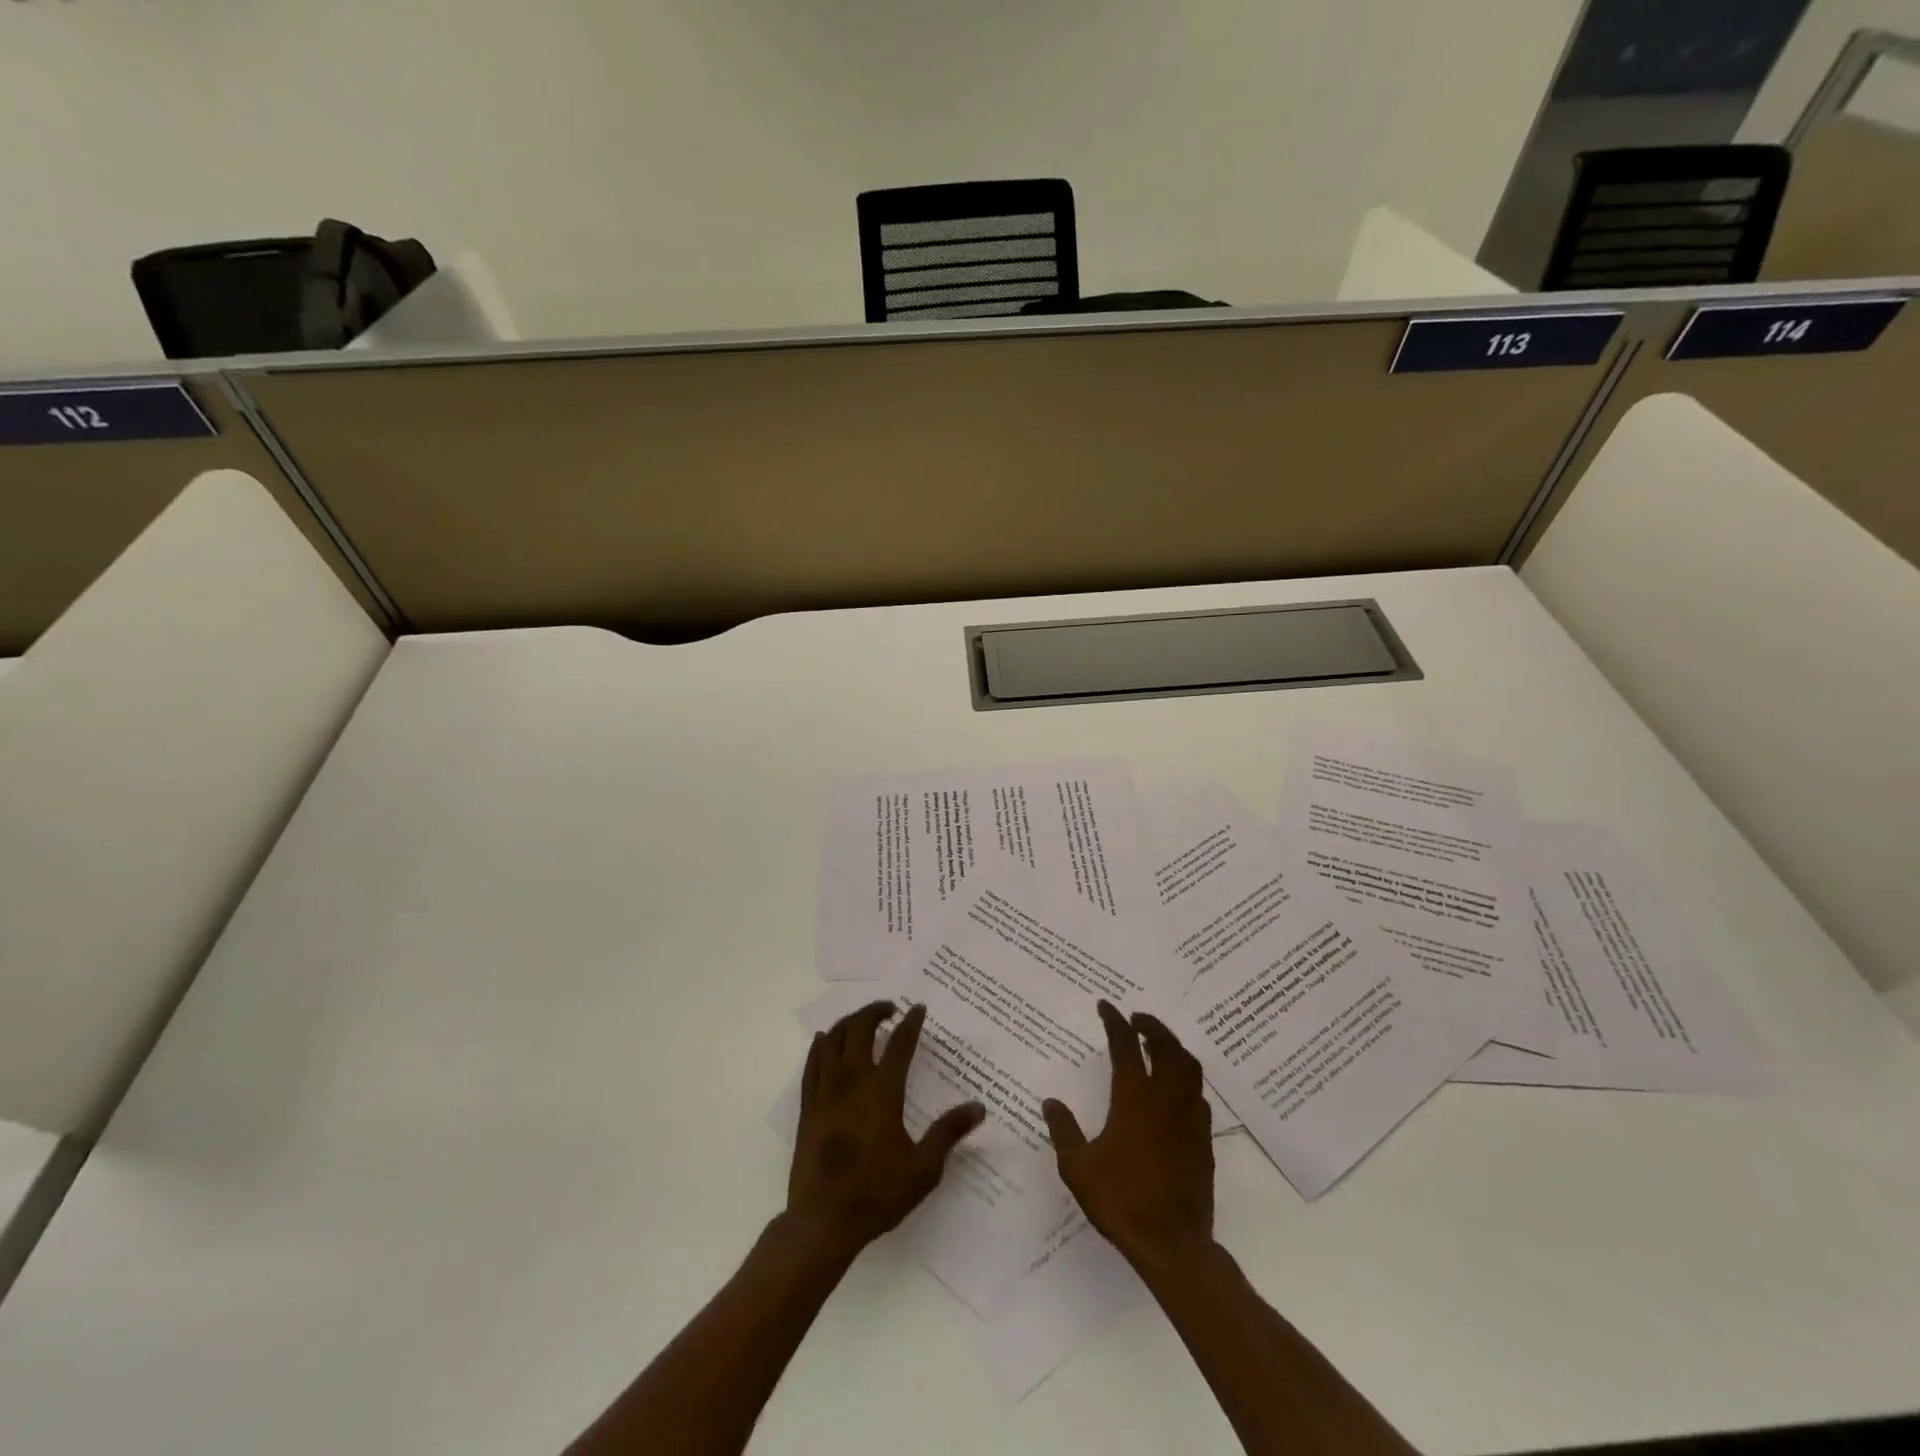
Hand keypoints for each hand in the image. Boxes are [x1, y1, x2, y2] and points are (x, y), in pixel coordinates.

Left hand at [786, 1001, 984, 1258]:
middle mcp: (852, 1081)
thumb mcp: (923, 1168)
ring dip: (849, 1023)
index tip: (918, 1008)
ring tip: (862, 1022)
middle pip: (860, 1029)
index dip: (911, 1022)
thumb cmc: (876, 1194)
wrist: (822, 1221)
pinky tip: (826, 1042)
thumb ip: (949, 1132)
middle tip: (889, 1009)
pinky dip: (821, 1045)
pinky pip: (812, 1062)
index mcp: (882, 1091)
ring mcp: (825, 1092)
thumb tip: (979, 1107)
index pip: (900, 1043)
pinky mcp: (807, 1107)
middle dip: (875, 1011)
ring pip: (832, 1039)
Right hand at [1043, 1000, 1213, 1272]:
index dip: (1115, 1021)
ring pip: (1188, 1065)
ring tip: (1158, 1044)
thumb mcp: (1078, 1167)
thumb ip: (1064, 1130)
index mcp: (1134, 1097)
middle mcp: (1165, 1098)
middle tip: (1137, 1019)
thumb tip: (1051, 1102)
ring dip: (1173, 1046)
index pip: (1125, 1045)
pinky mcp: (1204, 1138)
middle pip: (1166, 1046)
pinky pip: (1198, 1093)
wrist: (1173, 1244)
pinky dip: (1186, 1077)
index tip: (1106, 1006)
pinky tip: (1176, 1088)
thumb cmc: (1121, 1201)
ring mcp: (1189, 1117)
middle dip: (1152, 1026)